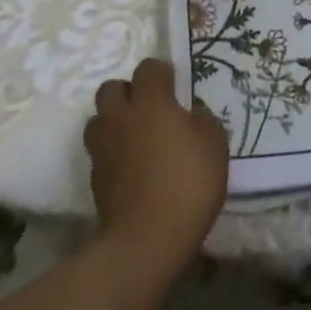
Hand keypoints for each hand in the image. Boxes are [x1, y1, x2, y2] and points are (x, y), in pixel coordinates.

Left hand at [84, 58, 228, 279]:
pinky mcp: (95, 180)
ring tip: (133, 139)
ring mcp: (103, 148)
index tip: (175, 89)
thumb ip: (203, 120)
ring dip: (113, 123)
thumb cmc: (187, 184)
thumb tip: (191, 114)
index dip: (161, 74)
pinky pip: (99, 153)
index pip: (148, 67)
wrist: (146, 242)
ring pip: (98, 120)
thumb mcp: (215, 145)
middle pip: (111, 88)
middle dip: (127, 93)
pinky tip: (130, 170)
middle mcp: (121, 116)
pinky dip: (111, 155)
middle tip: (149, 111)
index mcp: (150, 101)